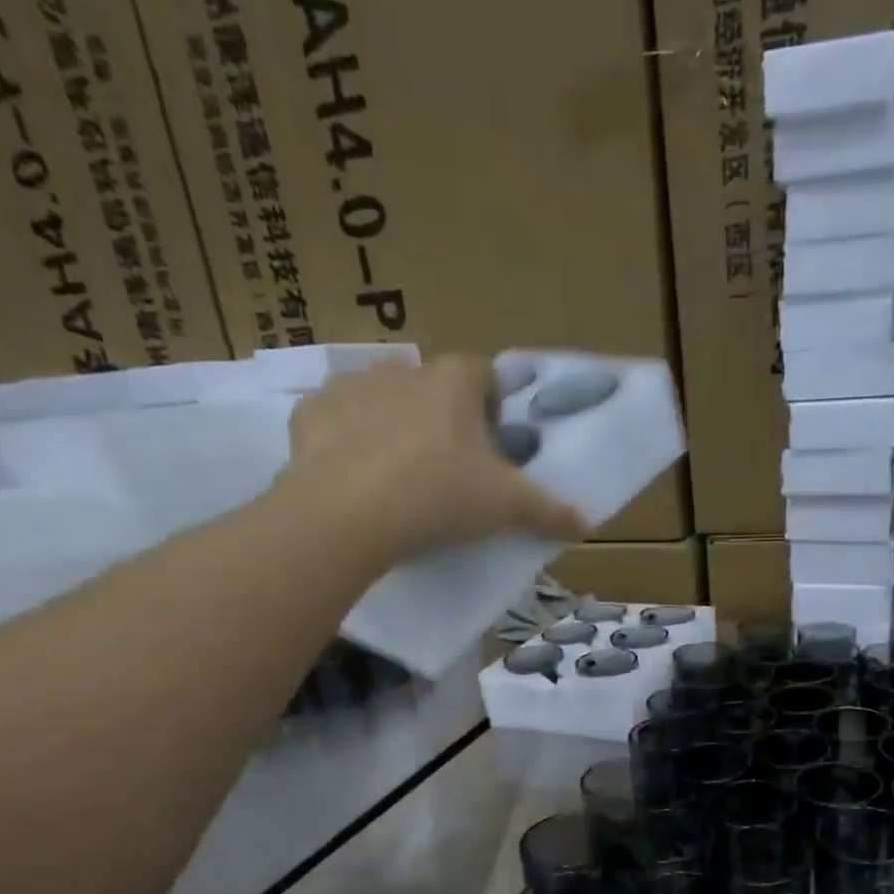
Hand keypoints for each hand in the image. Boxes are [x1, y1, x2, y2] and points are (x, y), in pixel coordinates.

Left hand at [280, 354, 588, 563]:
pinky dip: (346, 440)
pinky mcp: (309, 415)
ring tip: (400, 474)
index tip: (492, 446)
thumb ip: (549, 511)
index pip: (483, 373)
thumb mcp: (507, 508)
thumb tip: (584, 523)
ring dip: (394, 423)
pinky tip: (353, 476)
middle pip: (432, 385)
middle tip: (450, 468)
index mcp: (453, 381)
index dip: (492, 406)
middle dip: (442, 417)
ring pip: (382, 397)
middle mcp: (402, 370)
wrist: (348, 515)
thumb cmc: (441, 496)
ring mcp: (349, 388)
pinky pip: (335, 420)